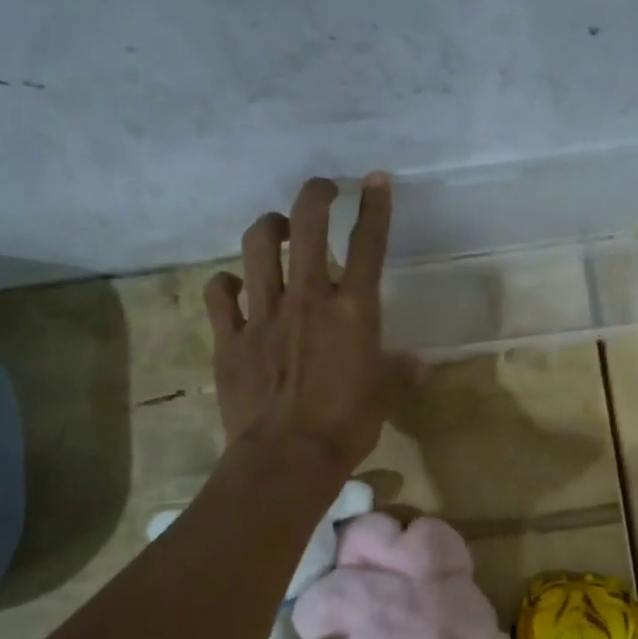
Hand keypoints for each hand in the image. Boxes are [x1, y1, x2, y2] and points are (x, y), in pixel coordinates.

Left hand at [204, 175, 406, 472]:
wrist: (287, 458)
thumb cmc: (346, 428)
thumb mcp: (383, 400)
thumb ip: (399, 374)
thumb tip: (418, 365)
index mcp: (353, 312)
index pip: (368, 245)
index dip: (374, 207)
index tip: (375, 180)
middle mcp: (308, 299)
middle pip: (307, 226)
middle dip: (316, 195)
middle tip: (322, 189)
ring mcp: (263, 314)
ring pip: (257, 247)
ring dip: (269, 228)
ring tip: (277, 230)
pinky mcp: (229, 336)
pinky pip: (219, 293)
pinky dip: (227, 284)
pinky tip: (236, 287)